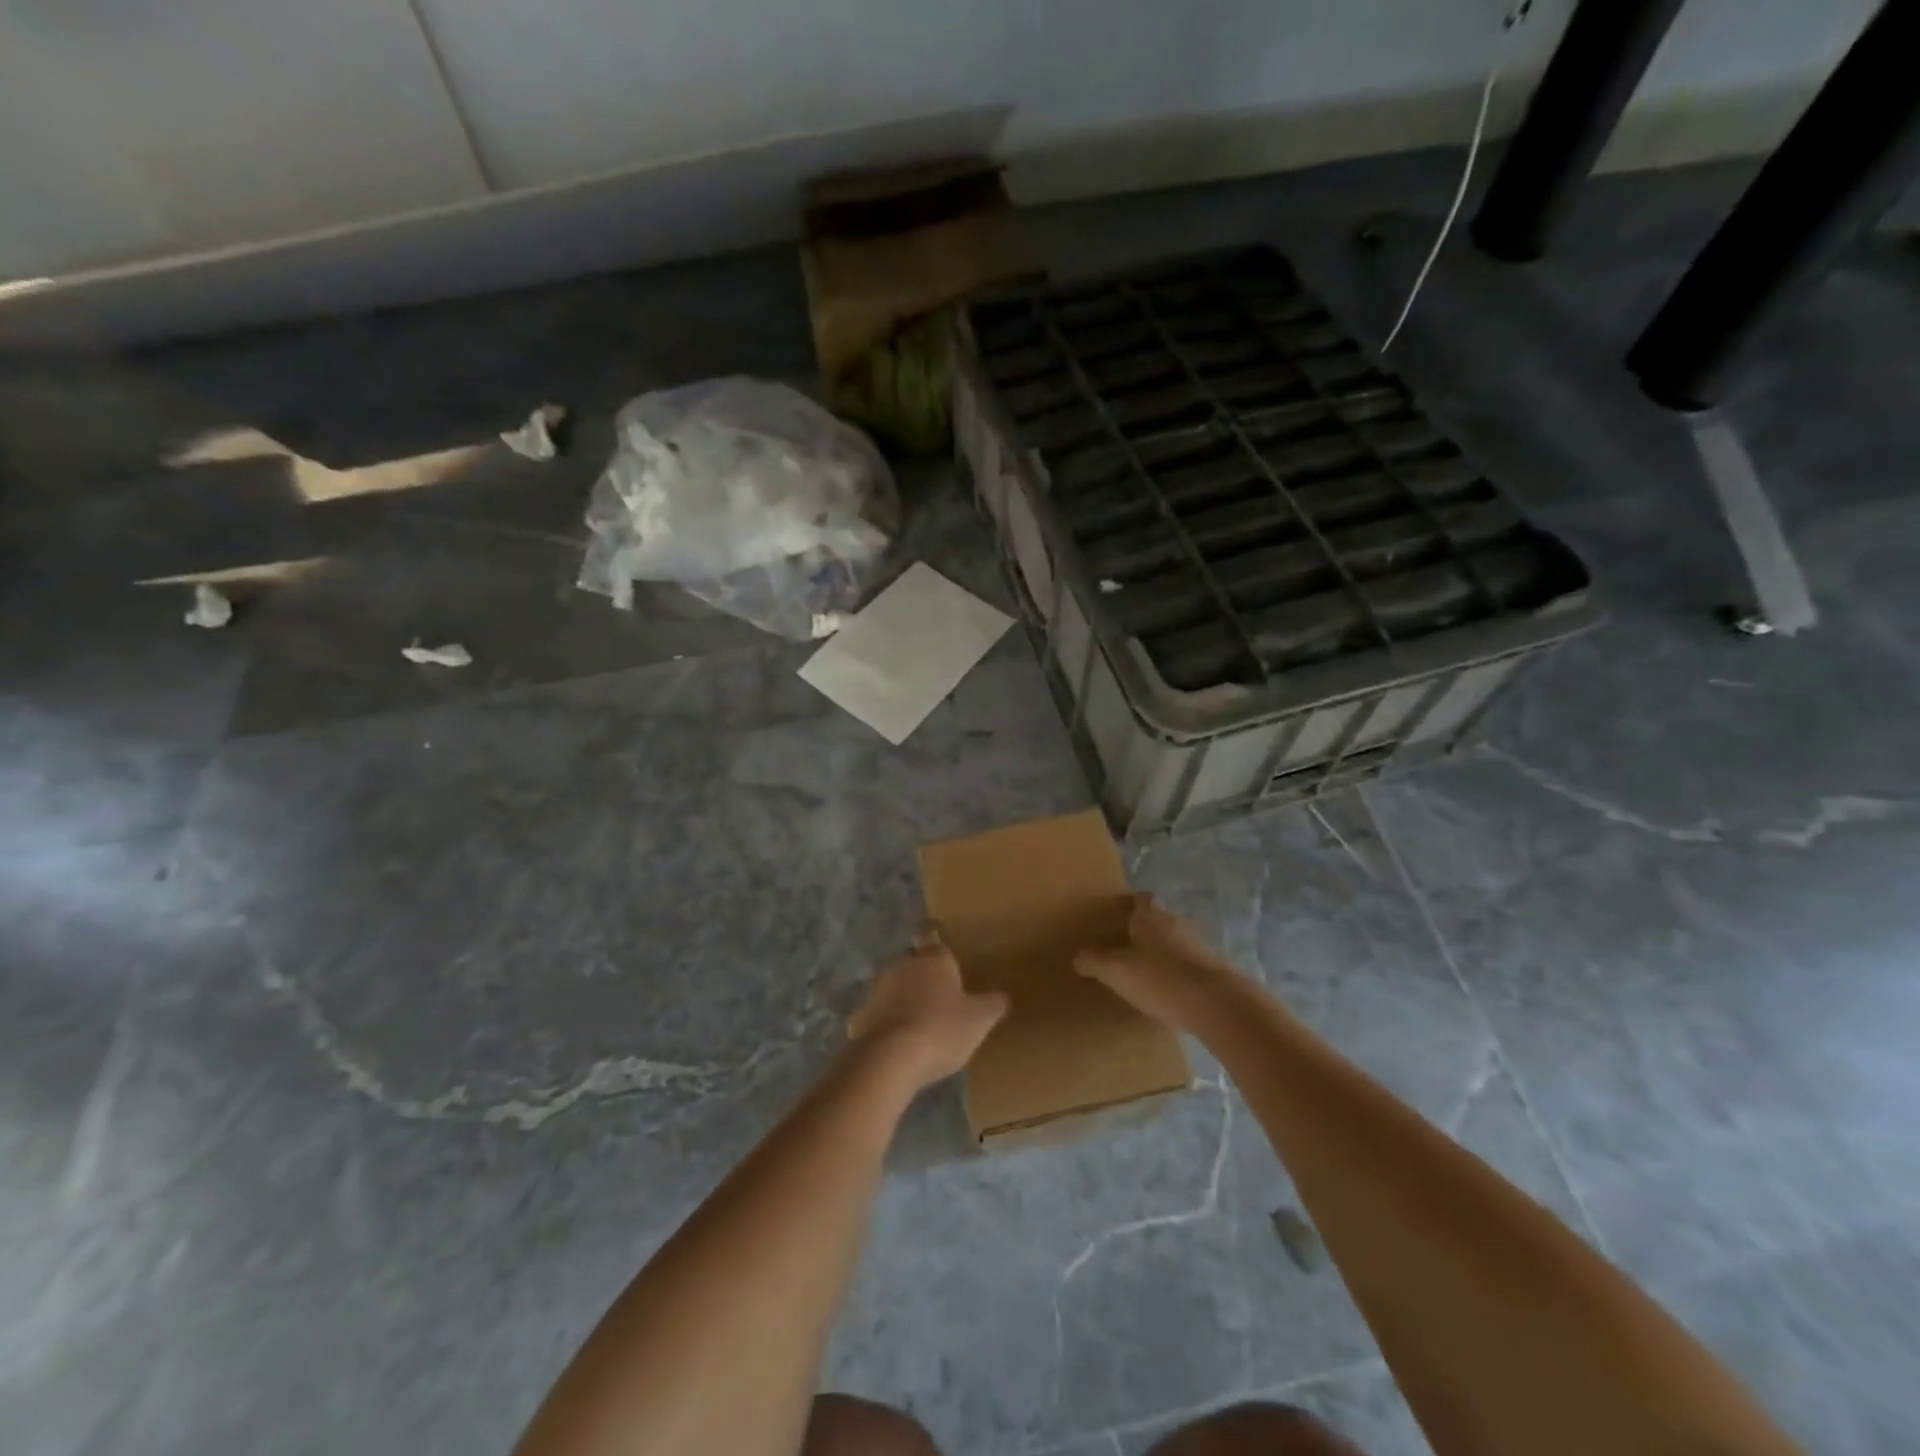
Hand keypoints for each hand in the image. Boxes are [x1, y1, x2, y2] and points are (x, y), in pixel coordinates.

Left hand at [848, 934, 1008, 1089]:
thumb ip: (992, 1005)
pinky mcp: (860, 1016)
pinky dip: (885, 1024)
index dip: (938, 947)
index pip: (934, 939)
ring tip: (918, 1022)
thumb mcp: (979, 1020)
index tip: (943, 956)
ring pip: (893, 987)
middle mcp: (903, 964)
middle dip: (922, 975)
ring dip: (902, 998)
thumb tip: (1002, 996)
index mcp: (934, 958)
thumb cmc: (941, 1030)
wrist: (889, 1059)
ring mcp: (877, 989)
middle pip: (913, 962)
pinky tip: (896, 1043)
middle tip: (938, 996)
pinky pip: (877, 1015)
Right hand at [1075, 893, 1245, 1032]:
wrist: (1217, 1005)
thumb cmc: (1160, 978)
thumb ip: (1093, 961)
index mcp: (1152, 916)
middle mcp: (1177, 923)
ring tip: (1145, 971)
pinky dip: (1178, 973)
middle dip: (1145, 930)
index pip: (1141, 898)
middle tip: (1125, 945)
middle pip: (1159, 920)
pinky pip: (1189, 965)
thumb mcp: (1115, 971)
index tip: (1117, 914)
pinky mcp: (1214, 971)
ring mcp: (1200, 946)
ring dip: (1163, 953)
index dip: (1130, 904)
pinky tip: (1168, 992)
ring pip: (1176, 942)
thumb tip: (1077, 957)